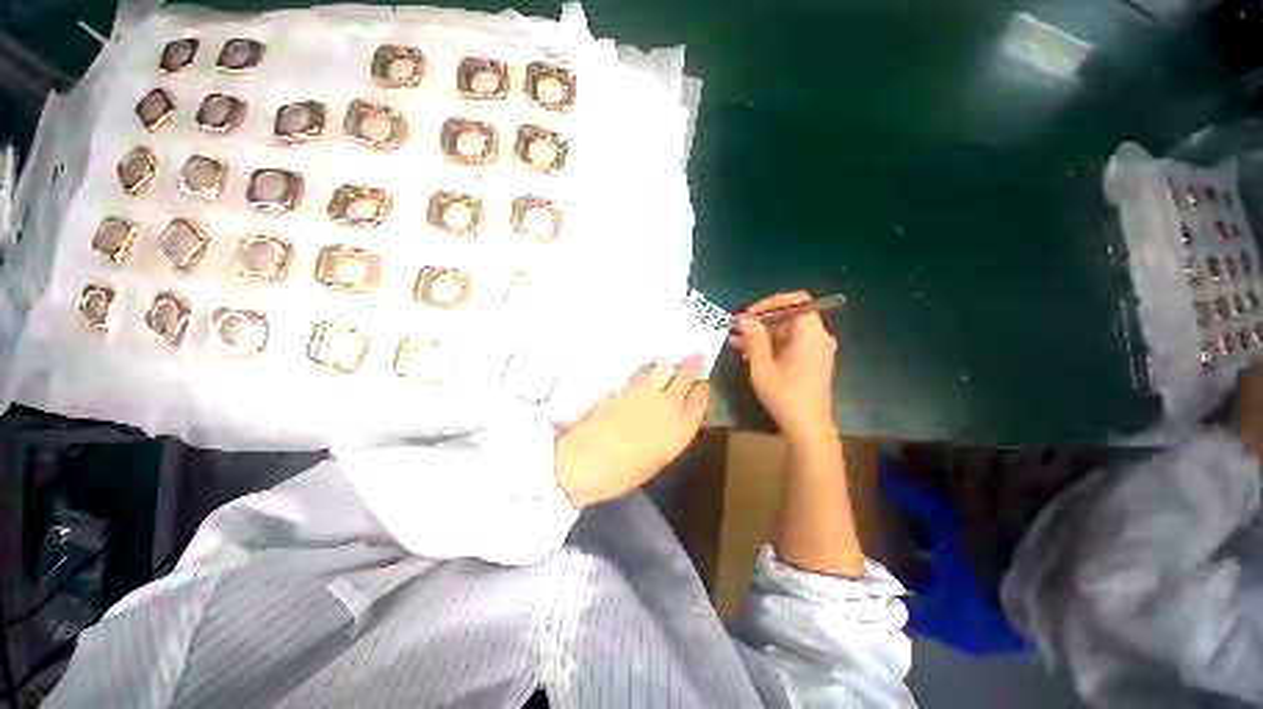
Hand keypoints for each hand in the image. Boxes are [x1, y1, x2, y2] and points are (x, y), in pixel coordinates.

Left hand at [555, 356, 709, 507]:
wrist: (588, 461)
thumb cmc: (624, 473)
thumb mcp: (658, 459)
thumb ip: (671, 434)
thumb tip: (675, 420)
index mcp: (681, 430)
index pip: (701, 399)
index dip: (703, 389)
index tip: (702, 384)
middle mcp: (669, 406)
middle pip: (686, 376)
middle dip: (692, 365)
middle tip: (695, 357)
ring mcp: (646, 393)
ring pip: (664, 368)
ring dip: (669, 365)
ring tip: (669, 365)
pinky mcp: (625, 385)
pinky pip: (642, 372)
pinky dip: (648, 369)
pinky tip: (647, 370)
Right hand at [731, 291, 837, 440]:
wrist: (808, 427)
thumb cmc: (785, 396)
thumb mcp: (762, 366)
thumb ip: (754, 339)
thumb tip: (744, 319)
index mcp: (810, 334)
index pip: (796, 301)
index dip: (770, 303)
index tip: (749, 315)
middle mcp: (818, 337)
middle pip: (790, 315)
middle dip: (761, 320)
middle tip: (737, 329)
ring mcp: (817, 350)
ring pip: (788, 330)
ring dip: (762, 333)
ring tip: (736, 341)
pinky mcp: (812, 361)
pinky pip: (791, 343)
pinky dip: (771, 344)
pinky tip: (749, 353)